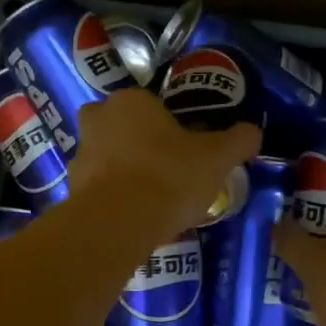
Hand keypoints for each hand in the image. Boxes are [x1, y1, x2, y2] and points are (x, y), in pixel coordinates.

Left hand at [72, 88, 260, 233]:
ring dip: (126, 171)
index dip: (174, 126)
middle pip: (125, 126)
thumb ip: (238, 140)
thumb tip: (254, 131)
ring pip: (109, 157)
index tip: (190, 150)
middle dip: (142, 144)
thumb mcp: (217, 158)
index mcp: (131, 101)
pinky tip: (137, 217)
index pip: (154, 104)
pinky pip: (100, 188)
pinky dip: (115, 197)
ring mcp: (81, 155)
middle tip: (169, 170)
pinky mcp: (72, 189)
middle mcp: (98, 119)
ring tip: (155, 199)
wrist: (118, 224)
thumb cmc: (169, 177)